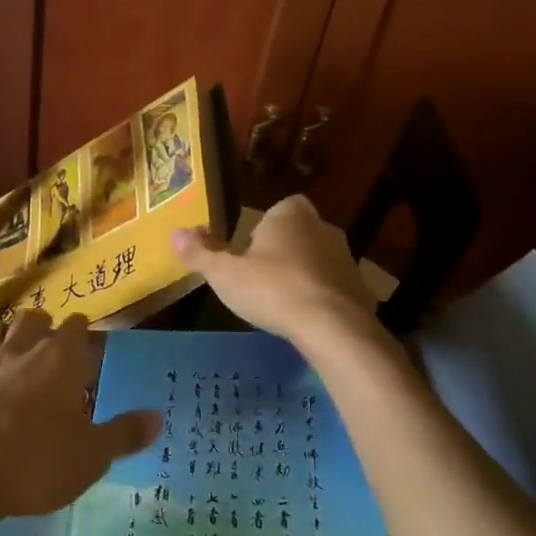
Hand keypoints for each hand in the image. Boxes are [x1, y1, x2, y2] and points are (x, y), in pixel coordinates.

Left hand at [0, 312, 160, 527]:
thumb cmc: (38, 461)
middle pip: (33, 317)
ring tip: (13, 354)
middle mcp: (21, 349)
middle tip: (54, 355)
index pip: (77, 325)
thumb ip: (125, 433)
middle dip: (44, 328)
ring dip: (3, 334)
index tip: (91, 358)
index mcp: (60, 357)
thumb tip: (157, 417)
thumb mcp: (93, 456)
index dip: (85, 337)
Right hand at [173, 195, 375, 346]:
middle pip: (297, 235)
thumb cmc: (272, 288)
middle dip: (281, 253)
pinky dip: (320, 300)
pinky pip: (334, 289)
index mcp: (290, 214)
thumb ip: (200, 253)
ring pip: (317, 261)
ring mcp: (347, 259)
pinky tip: (305, 321)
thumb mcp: (224, 273)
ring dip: (302, 276)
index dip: (262, 229)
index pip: (278, 209)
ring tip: (281, 303)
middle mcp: (323, 227)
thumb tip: (174, 233)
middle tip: (260, 279)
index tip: (247, 254)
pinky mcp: (361, 290)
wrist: (332, 326)